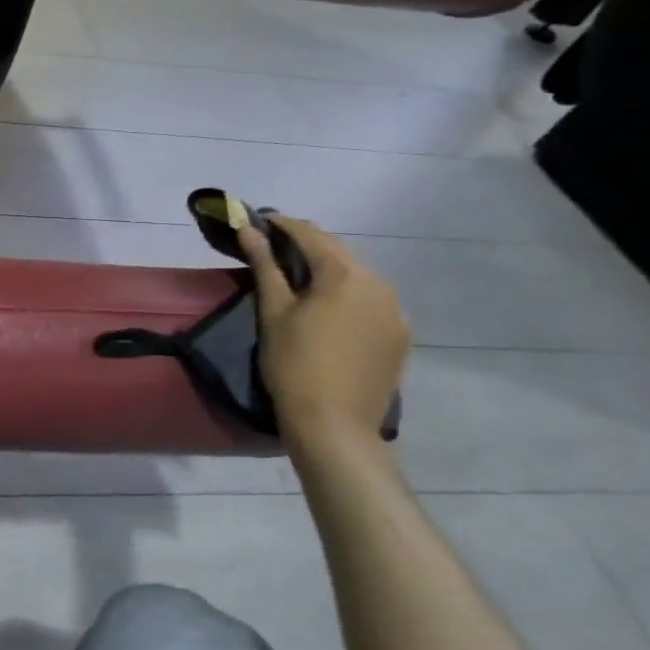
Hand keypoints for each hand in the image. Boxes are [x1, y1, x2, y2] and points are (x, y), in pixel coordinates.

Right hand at [239, 216, 410, 453]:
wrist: (335, 426)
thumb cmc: (294, 364)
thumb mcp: (273, 311)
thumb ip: (264, 265)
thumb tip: (249, 229)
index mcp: (346, 274)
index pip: (310, 234)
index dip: (281, 225)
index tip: (257, 223)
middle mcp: (380, 283)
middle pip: (338, 252)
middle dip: (305, 245)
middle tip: (272, 248)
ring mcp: (396, 311)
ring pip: (357, 275)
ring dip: (328, 269)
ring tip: (297, 278)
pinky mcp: (400, 336)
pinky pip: (371, 300)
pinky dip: (347, 294)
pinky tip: (327, 309)